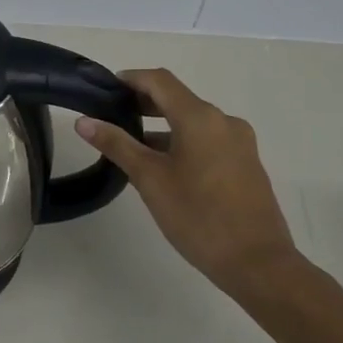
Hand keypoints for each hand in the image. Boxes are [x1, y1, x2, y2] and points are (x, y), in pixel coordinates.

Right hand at [74, 68, 303, 298]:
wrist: (258, 264)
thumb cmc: (198, 216)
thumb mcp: (150, 179)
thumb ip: (117, 145)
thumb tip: (84, 121)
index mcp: (200, 118)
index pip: (160, 81)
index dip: (131, 79)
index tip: (105, 89)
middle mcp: (224, 121)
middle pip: (178, 99)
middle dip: (144, 103)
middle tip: (111, 116)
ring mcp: (239, 143)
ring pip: (193, 122)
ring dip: (162, 127)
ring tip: (131, 146)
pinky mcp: (246, 164)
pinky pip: (207, 140)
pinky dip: (181, 142)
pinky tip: (163, 167)